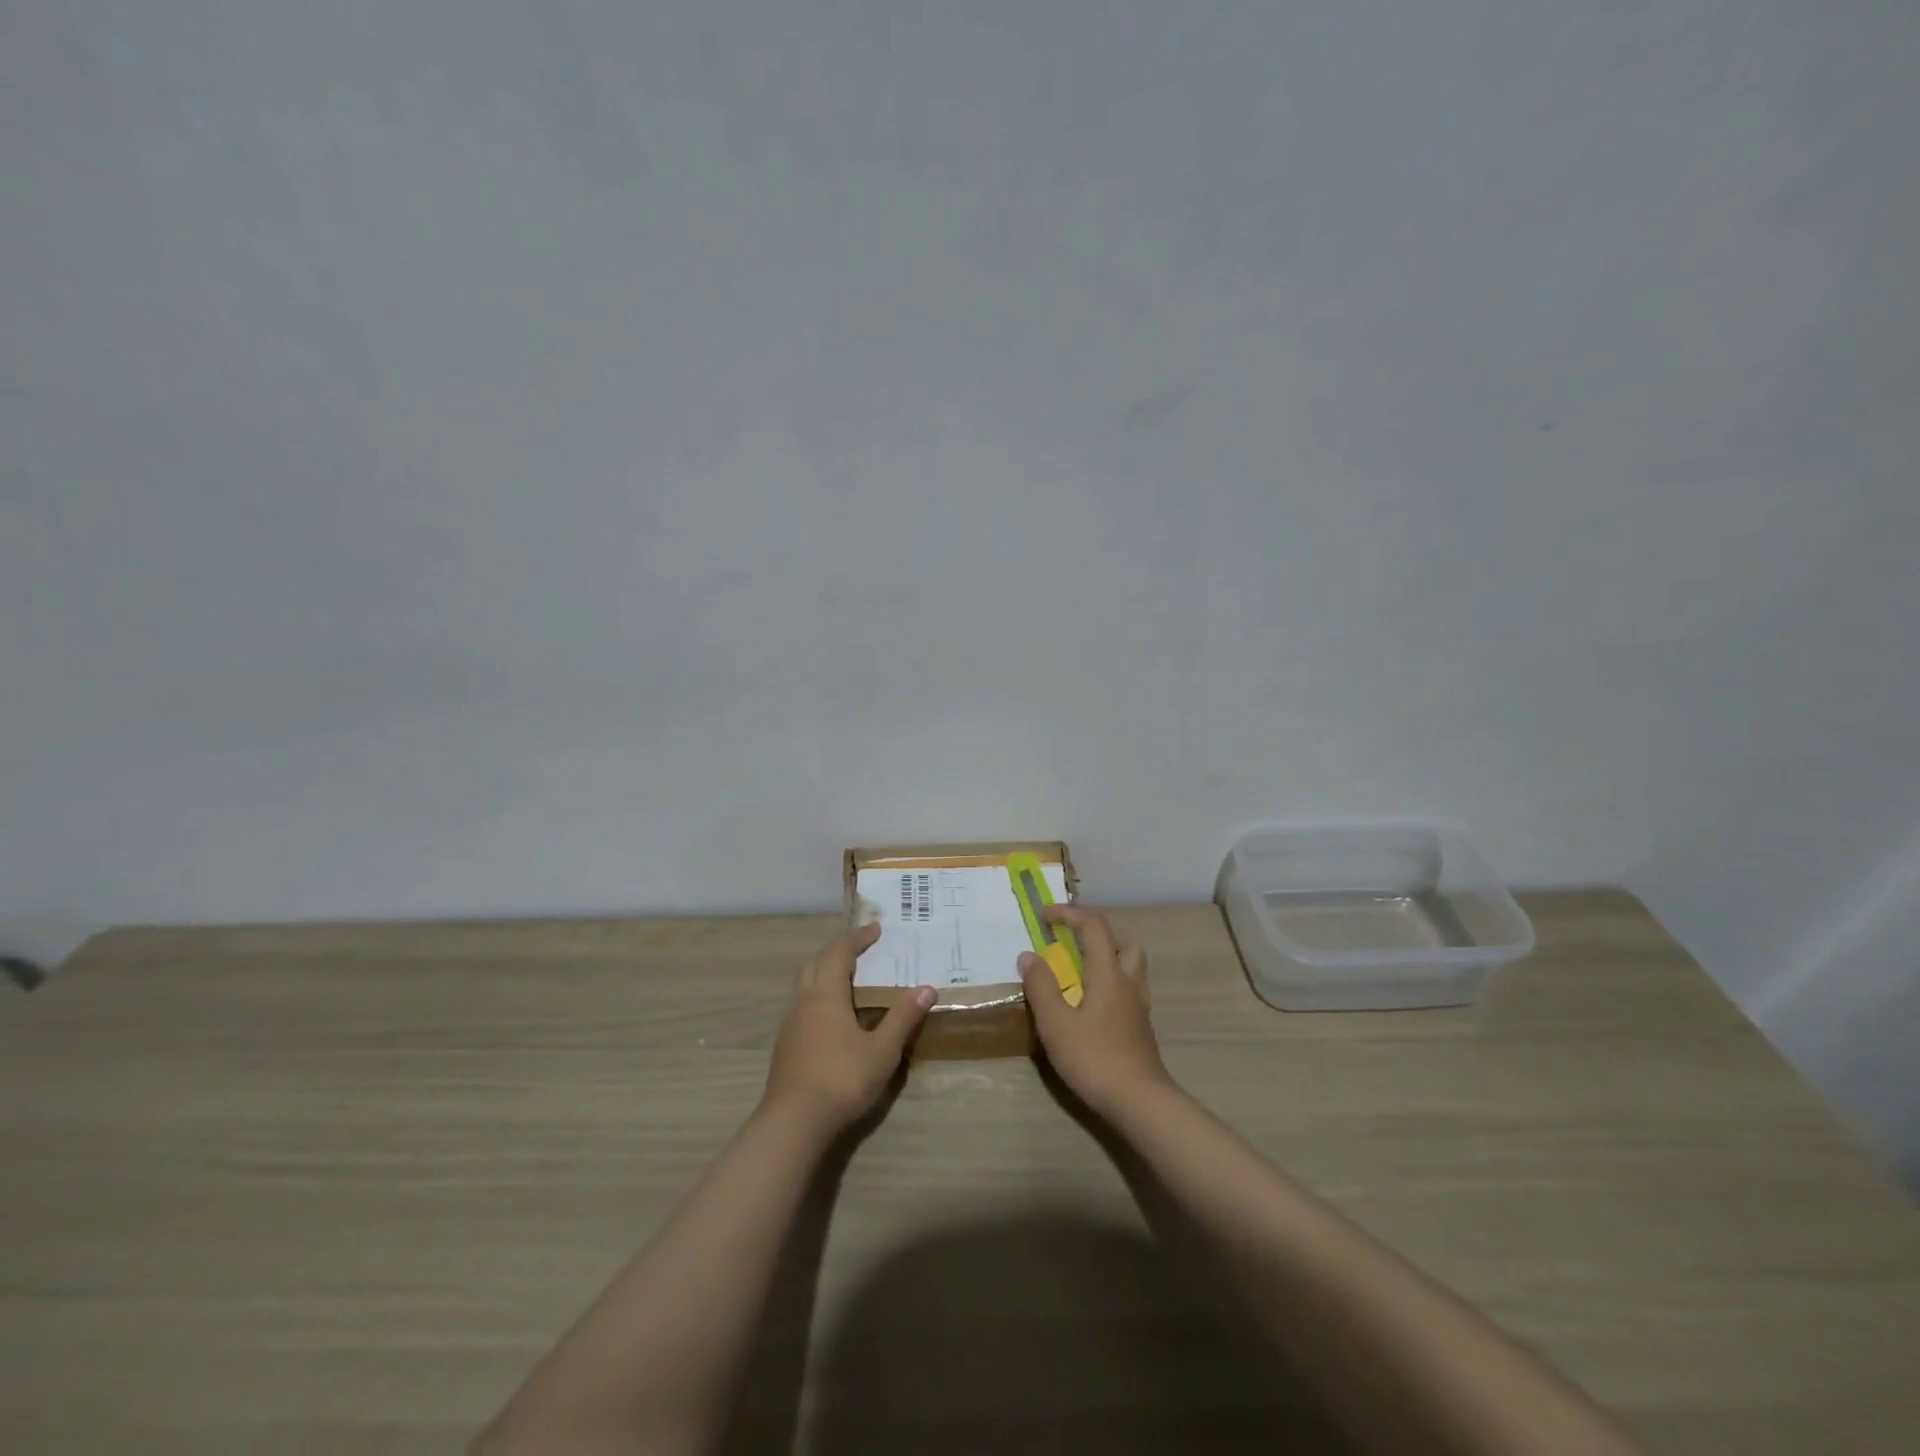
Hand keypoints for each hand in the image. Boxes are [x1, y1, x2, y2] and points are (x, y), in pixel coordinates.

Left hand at [762, 923, 933, 1135]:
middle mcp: (804, 1001)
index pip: (839, 952)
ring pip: (806, 984)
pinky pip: (804, 1004)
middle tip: (862, 948)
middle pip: (817, 962)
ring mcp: (791, 1024)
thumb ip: (903, 1017)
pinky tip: (836, 1015)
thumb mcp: (882, 1049)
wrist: (793, 1123)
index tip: (876, 929)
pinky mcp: (786, 1045)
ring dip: (827, 972)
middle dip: (838, 950)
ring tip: (851, 979)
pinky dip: (821, 995)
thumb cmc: (841, 1078)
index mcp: (825, 994)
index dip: (857, 937)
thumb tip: (926, 988)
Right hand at [1019, 905, 1175, 1118]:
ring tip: (1082, 965)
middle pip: (1121, 940)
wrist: (1140, 1101)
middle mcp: (1128, 981)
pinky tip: (1094, 1000)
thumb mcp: (1056, 1023)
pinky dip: (1112, 979)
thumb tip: (1029, 955)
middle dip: (1095, 930)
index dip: (1069, 914)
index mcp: (1108, 973)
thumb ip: (1041, 986)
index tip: (1044, 916)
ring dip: (1108, 953)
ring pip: (1131, 963)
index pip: (1093, 927)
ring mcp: (1138, 1005)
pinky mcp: (1140, 1026)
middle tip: (1070, 937)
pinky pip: (1129, 986)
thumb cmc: (1094, 1058)